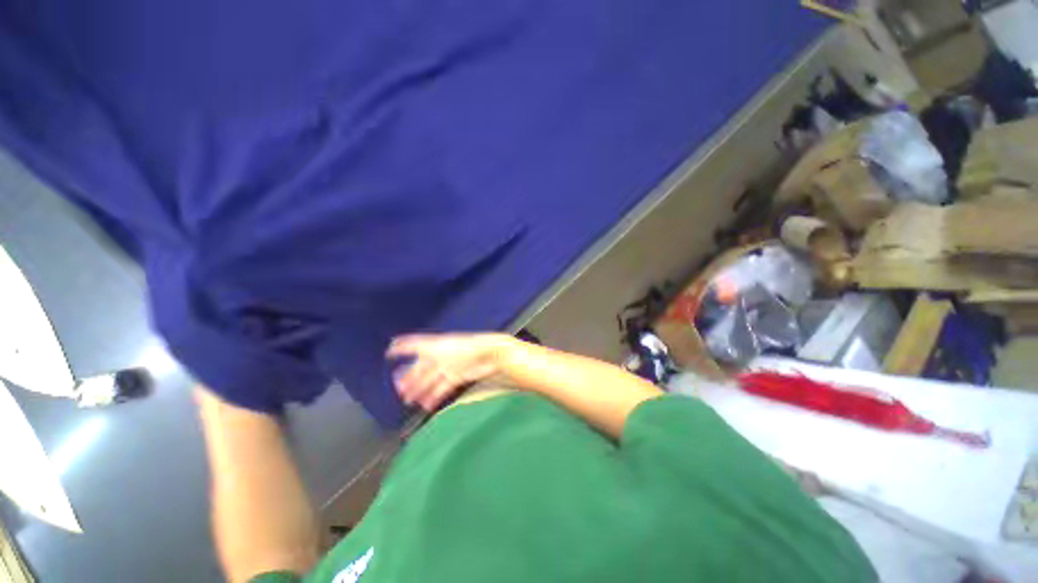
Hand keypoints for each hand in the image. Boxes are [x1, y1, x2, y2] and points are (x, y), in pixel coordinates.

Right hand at [386, 333, 510, 411]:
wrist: (487, 353)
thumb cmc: (462, 347)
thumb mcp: (437, 345)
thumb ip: (415, 345)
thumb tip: (394, 343)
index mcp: (434, 346)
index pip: (415, 348)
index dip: (404, 352)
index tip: (391, 359)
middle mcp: (441, 356)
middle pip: (423, 368)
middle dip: (411, 379)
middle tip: (399, 391)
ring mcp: (450, 367)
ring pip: (431, 380)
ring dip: (420, 391)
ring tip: (409, 401)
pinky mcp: (459, 377)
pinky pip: (443, 388)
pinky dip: (434, 396)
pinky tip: (426, 405)